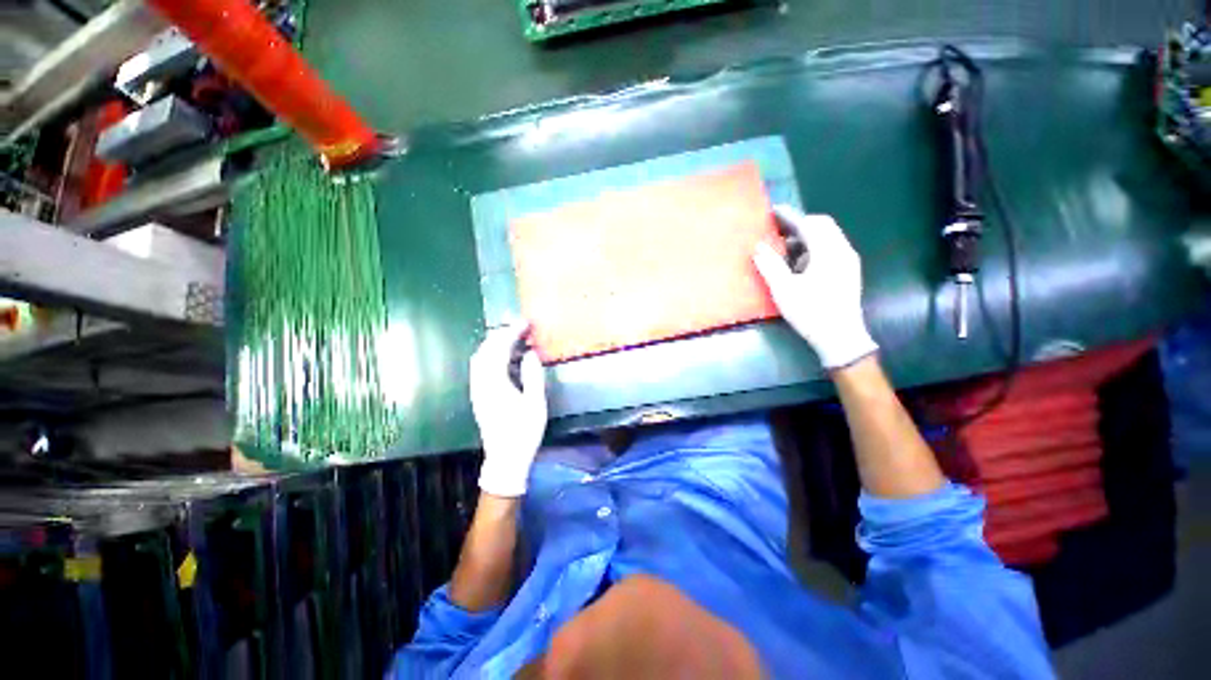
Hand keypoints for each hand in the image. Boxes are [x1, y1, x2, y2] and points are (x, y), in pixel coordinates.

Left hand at [470, 323, 547, 496]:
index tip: (525, 323)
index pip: (499, 349)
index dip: (511, 333)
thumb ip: (533, 376)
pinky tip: (506, 359)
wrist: (505, 460)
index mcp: (495, 384)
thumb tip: (530, 353)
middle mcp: (481, 384)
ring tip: (514, 339)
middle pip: (485, 350)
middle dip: (501, 334)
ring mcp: (477, 390)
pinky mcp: (478, 396)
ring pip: (480, 358)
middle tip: (520, 328)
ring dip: (495, 344)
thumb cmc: (524, 433)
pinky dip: (491, 355)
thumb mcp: (536, 404)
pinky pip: (480, 367)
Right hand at [753, 205, 877, 369]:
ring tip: (784, 251)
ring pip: (827, 238)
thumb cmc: (811, 312)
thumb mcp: (784, 289)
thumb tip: (758, 247)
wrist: (840, 338)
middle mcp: (843, 251)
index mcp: (828, 252)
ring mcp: (848, 262)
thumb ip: (770, 265)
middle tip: (777, 232)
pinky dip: (813, 249)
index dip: (790, 216)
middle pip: (822, 226)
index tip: (773, 211)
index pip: (809, 224)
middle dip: (799, 225)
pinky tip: (799, 266)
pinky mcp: (848, 272)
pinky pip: (830, 250)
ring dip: (805, 239)